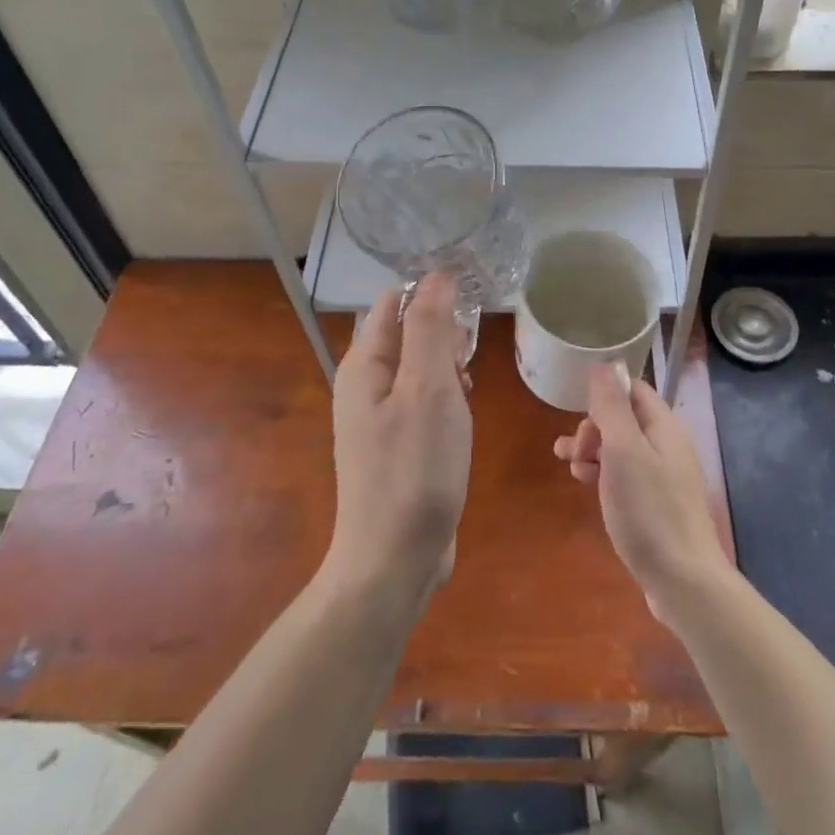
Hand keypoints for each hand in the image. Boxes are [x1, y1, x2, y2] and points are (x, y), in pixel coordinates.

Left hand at [321, 272, 470, 608]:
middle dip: (444, 338)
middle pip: (409, 332)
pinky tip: (462, 421)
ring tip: (467, 396)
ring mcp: (379, 417)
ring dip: (449, 370)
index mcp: (364, 364)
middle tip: (466, 369)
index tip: (471, 310)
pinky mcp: (397, 444)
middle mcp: (365, 384)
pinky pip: (423, 401)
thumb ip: (430, 328)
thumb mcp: (428, 389)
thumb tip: (437, 274)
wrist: (394, 561)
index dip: (432, 294)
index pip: (395, 301)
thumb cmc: (414, 469)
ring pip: (421, 368)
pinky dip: (447, 400)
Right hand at [553, 365, 730, 627]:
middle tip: (573, 450)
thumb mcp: (623, 450)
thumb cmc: (649, 510)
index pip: (632, 390)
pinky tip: (587, 487)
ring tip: (568, 466)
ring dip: (593, 450)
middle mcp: (667, 446)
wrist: (684, 582)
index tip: (575, 410)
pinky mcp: (657, 507)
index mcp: (664, 427)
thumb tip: (604, 363)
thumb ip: (612, 406)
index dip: (603, 394)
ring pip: (622, 450)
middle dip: (593, 426)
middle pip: (625, 419)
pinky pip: (626, 477)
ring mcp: (665, 478)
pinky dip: (603, 475)